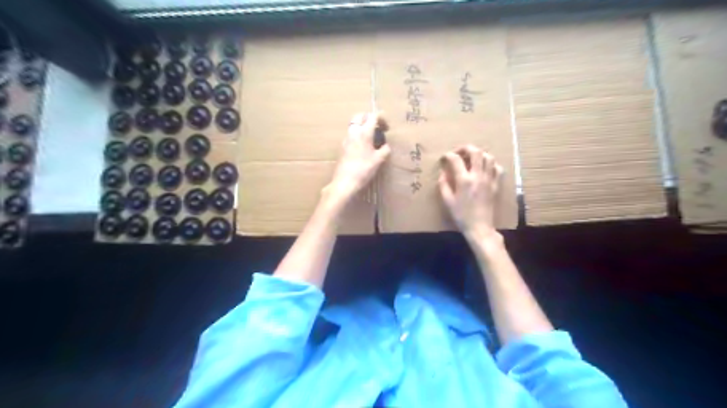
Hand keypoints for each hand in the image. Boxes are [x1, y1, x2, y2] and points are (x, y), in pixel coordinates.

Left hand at [326, 111, 388, 201]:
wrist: (345, 181)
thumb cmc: (364, 169)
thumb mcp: (379, 160)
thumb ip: (385, 150)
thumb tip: (386, 146)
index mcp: (364, 132)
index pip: (372, 117)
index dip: (381, 118)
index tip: (387, 126)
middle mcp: (353, 132)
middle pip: (360, 116)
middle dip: (369, 118)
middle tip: (377, 126)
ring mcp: (346, 139)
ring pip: (354, 124)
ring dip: (362, 125)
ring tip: (371, 136)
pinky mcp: (342, 146)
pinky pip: (351, 134)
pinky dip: (357, 134)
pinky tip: (363, 145)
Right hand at [439, 145, 502, 243]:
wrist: (480, 227)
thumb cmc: (461, 216)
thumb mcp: (447, 201)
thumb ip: (443, 184)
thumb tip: (443, 173)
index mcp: (464, 180)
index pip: (456, 159)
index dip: (448, 155)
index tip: (444, 158)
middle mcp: (478, 176)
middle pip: (475, 152)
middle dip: (465, 148)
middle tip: (459, 153)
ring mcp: (489, 179)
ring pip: (488, 157)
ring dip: (479, 155)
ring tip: (472, 159)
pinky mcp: (496, 185)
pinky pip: (497, 168)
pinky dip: (491, 165)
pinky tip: (484, 169)